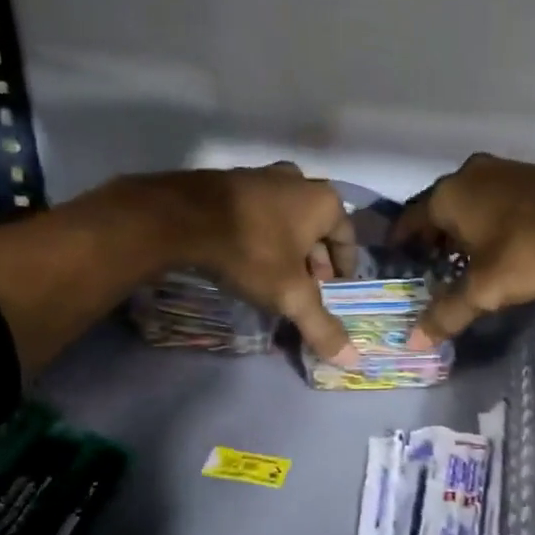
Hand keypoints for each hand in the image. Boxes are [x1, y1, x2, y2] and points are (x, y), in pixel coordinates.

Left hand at [158, 162, 360, 365]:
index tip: (333, 291)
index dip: (343, 269)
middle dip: (314, 260)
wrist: (182, 218)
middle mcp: (299, 181)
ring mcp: (263, 175)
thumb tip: (352, 359)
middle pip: (317, 228)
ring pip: (287, 218)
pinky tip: (247, 256)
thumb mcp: (290, 295)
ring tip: (276, 275)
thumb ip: (321, 326)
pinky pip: (259, 211)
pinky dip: (262, 233)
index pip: (348, 238)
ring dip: (288, 246)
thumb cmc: (251, 252)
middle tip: (305, 288)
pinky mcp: (231, 179)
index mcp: (324, 202)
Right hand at [392, 154, 534, 345]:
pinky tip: (499, 246)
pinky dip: (489, 222)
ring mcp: (503, 171)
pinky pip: (495, 201)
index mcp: (447, 195)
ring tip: (464, 262)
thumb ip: (447, 313)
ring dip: (463, 231)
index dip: (401, 245)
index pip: (409, 220)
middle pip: (438, 210)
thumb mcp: (485, 289)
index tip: (398, 265)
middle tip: (430, 270)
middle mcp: (469, 174)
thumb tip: (413, 340)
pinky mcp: (531, 176)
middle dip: (433, 240)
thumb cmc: (529, 250)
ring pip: (469, 204)